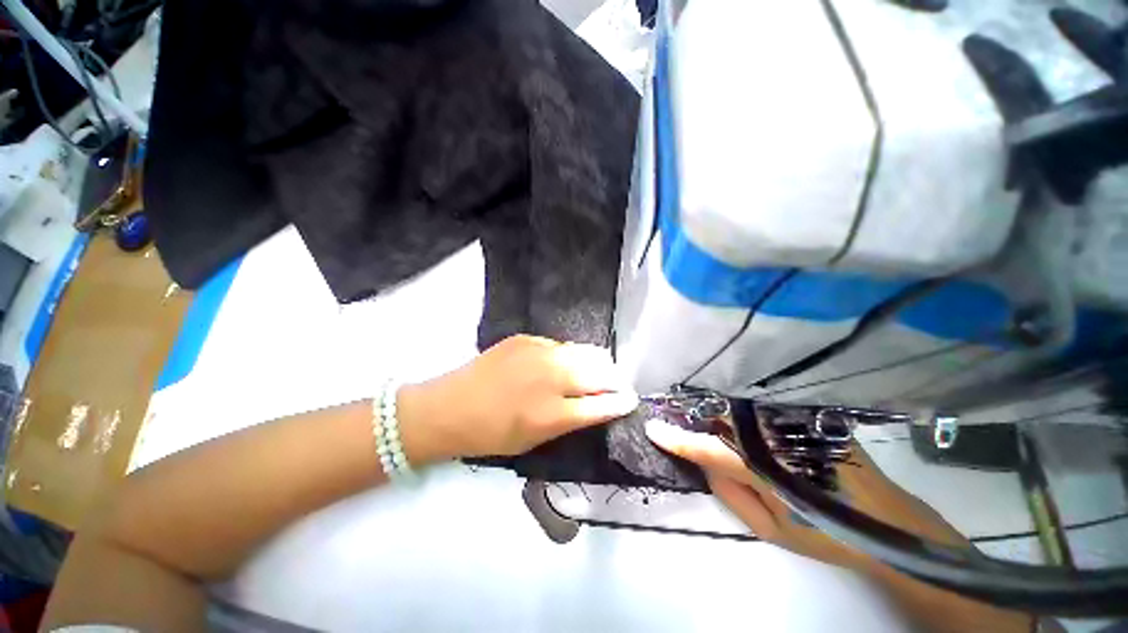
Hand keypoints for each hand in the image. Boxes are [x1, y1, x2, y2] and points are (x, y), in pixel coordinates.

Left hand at [398, 335, 638, 464]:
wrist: (449, 407)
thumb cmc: (491, 434)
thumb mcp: (534, 440)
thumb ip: (569, 420)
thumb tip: (597, 405)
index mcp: (553, 413)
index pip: (602, 404)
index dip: (621, 401)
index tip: (631, 399)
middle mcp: (551, 377)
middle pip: (600, 371)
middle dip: (614, 378)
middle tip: (615, 384)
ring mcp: (539, 352)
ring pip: (584, 351)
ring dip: (596, 362)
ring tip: (596, 370)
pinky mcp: (526, 338)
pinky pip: (560, 345)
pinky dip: (569, 355)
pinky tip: (562, 363)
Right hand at [645, 420, 1033, 632]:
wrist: (886, 519)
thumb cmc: (825, 530)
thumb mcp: (770, 529)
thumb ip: (730, 493)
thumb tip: (705, 461)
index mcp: (767, 467)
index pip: (709, 448)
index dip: (679, 439)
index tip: (653, 429)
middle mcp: (777, 435)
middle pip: (722, 418)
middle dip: (696, 416)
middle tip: (675, 416)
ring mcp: (793, 420)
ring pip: (739, 408)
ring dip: (717, 409)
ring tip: (701, 412)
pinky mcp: (805, 413)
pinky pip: (760, 406)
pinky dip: (740, 407)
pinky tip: (735, 411)